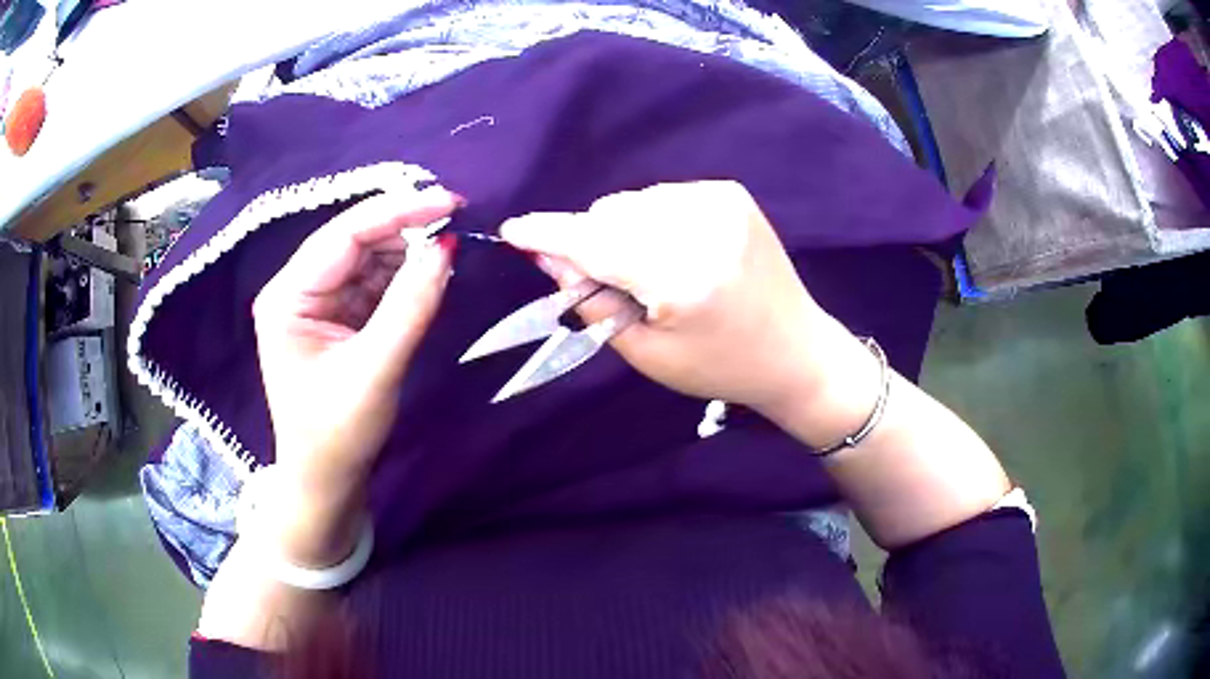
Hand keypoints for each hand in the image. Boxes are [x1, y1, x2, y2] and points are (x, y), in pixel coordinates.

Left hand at [251, 187, 458, 564]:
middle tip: (456, 224)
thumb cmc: (338, 434)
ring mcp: (315, 301)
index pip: (343, 236)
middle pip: (354, 240)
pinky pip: (372, 282)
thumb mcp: (376, 370)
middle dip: (404, 230)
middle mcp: (296, 289)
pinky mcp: (335, 315)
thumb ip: (410, 306)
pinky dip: (402, 277)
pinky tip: (427, 276)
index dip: (397, 212)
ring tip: (446, 254)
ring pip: (366, 258)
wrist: (325, 480)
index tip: (450, 200)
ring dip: (406, 253)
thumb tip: (446, 248)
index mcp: (288, 297)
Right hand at [500, 181, 862, 420]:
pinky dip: (652, 220)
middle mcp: (702, 226)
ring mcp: (720, 201)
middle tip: (616, 283)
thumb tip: (549, 255)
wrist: (796, 350)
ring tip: (653, 270)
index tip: (512, 230)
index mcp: (682, 277)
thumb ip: (592, 300)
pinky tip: (677, 251)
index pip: (595, 243)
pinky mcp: (730, 192)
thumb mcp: (647, 352)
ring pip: (632, 201)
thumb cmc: (719, 365)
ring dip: (622, 230)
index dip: (549, 234)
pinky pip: (661, 196)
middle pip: (609, 214)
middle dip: (594, 243)